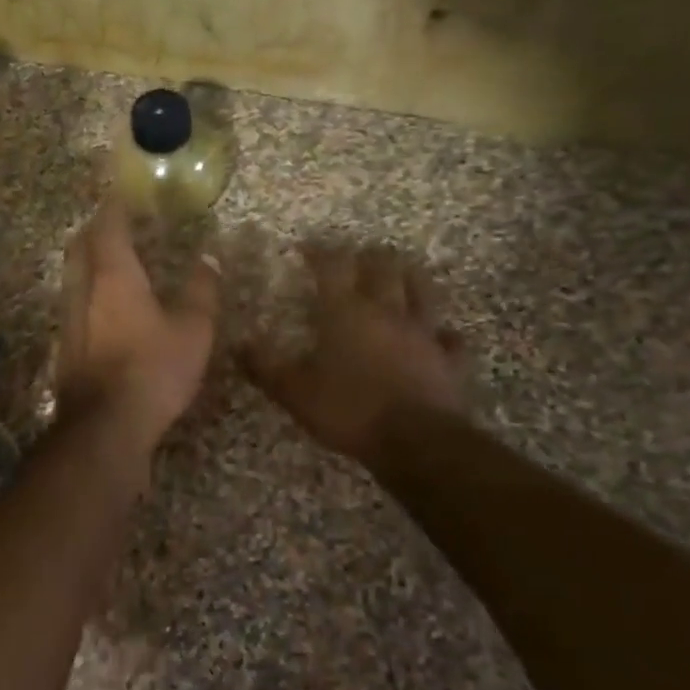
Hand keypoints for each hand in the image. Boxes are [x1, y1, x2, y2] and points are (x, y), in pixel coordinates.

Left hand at [56, 201, 218, 453]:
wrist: (105, 426)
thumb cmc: (153, 369)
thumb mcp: (193, 330)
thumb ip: (202, 291)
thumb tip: (209, 258)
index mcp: (114, 275)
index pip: (107, 226)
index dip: (114, 207)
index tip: (124, 195)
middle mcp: (83, 289)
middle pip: (80, 245)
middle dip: (95, 229)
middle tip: (115, 223)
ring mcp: (68, 318)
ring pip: (72, 274)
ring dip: (88, 260)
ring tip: (110, 260)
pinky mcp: (64, 345)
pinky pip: (72, 302)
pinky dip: (86, 290)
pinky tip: (103, 307)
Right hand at [244, 247, 469, 467]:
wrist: (415, 441)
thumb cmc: (349, 410)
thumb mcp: (295, 392)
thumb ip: (265, 367)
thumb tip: (238, 344)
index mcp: (346, 313)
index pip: (332, 267)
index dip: (319, 252)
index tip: (306, 247)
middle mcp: (386, 312)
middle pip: (384, 268)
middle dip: (370, 256)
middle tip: (360, 256)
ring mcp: (423, 334)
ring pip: (422, 292)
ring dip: (411, 278)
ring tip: (403, 273)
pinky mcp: (449, 360)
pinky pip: (451, 340)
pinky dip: (445, 334)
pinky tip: (442, 336)